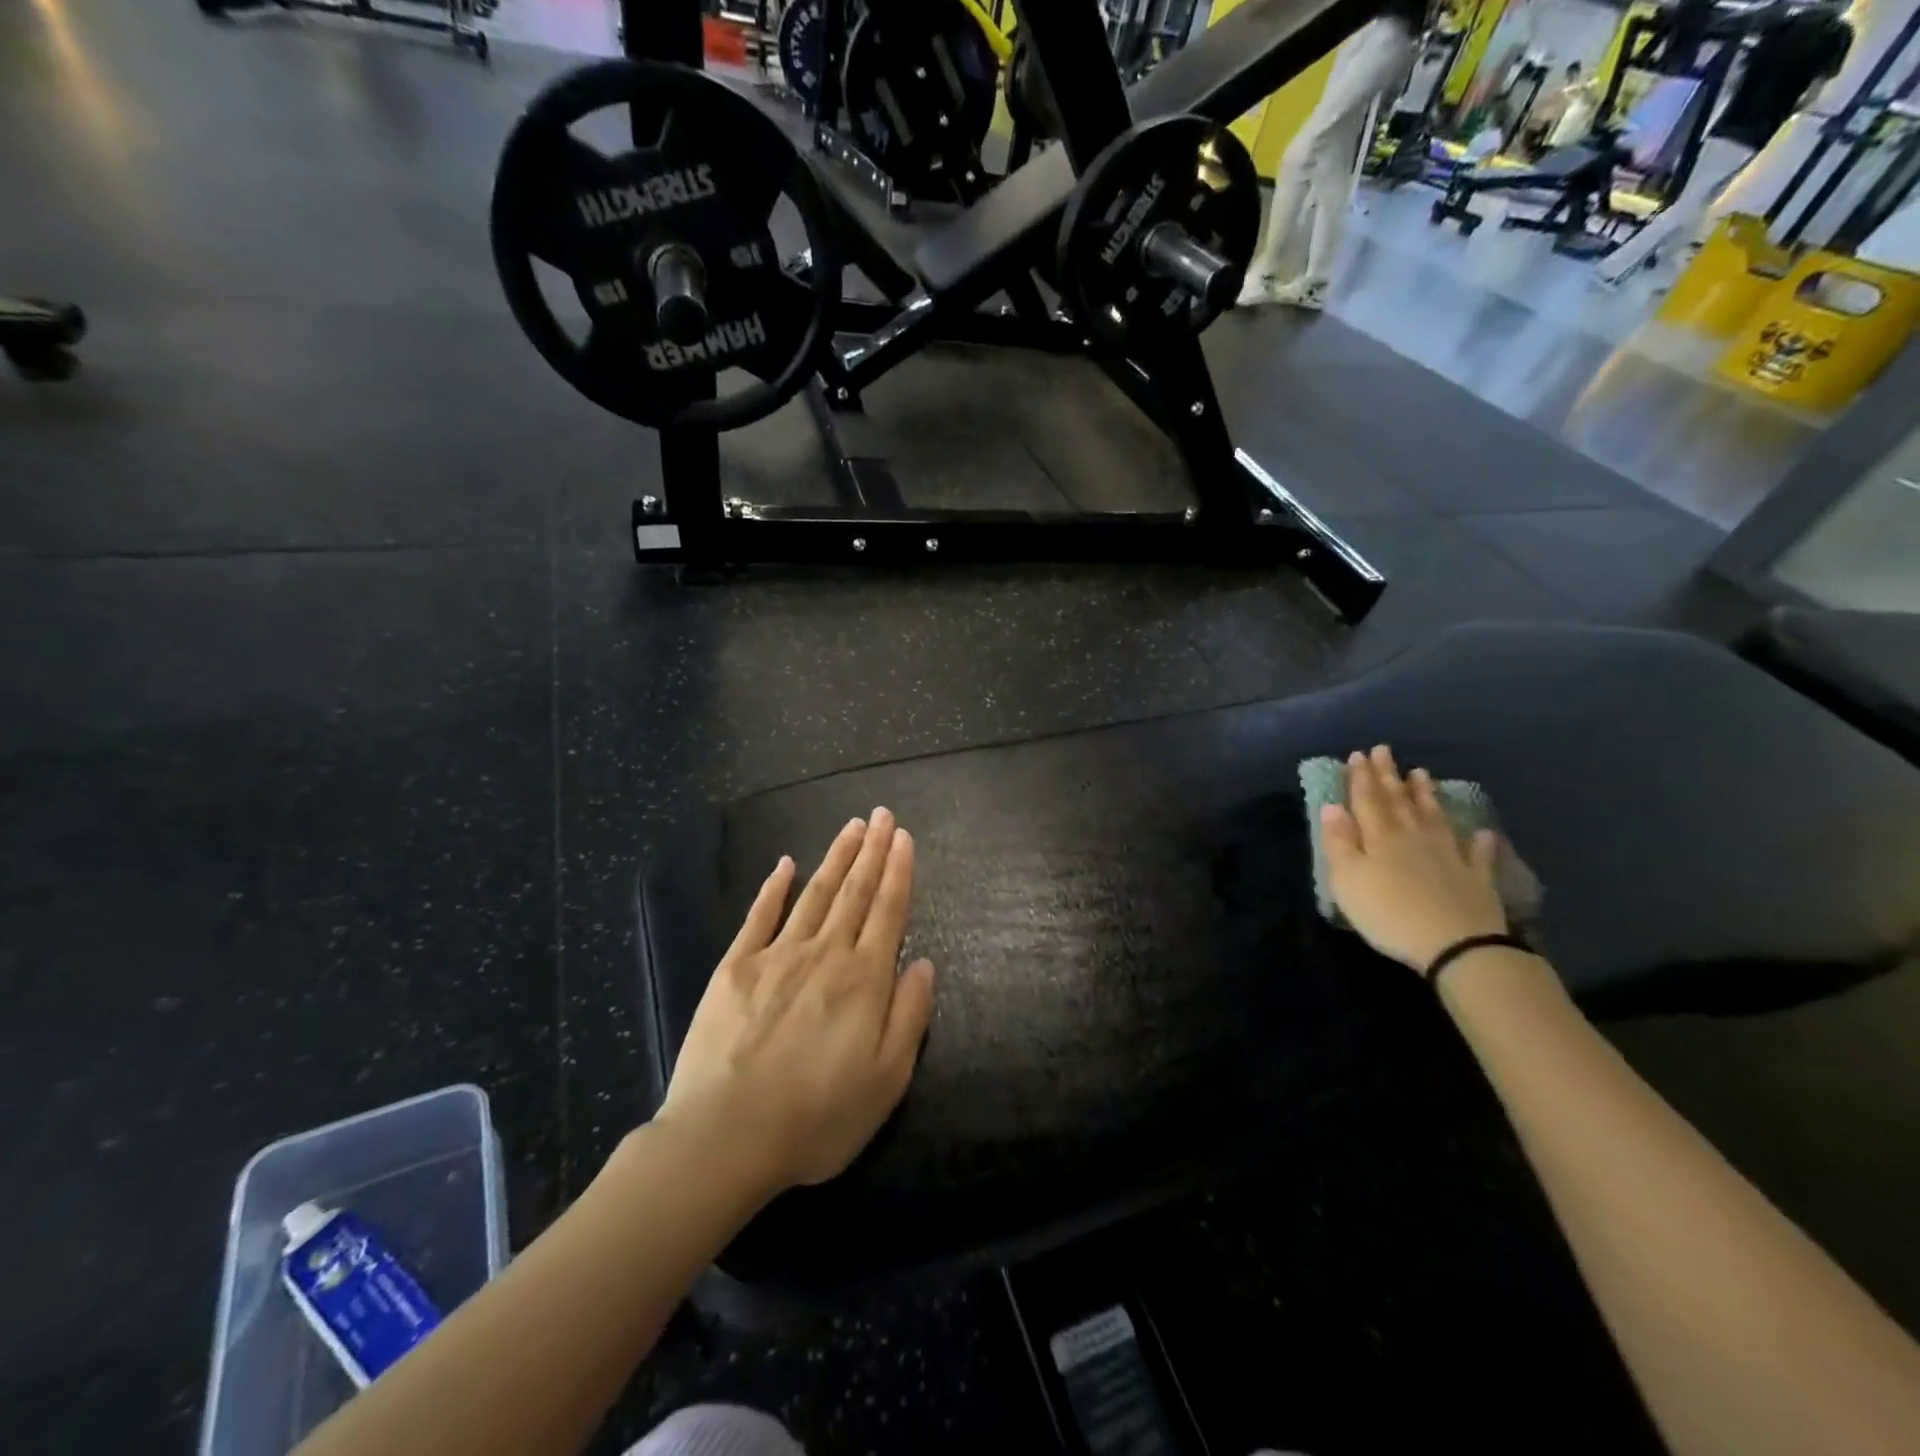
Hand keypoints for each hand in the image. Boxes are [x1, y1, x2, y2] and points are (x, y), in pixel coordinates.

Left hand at [657, 809, 935, 1192]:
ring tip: (852, 827)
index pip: (888, 911)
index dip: (899, 872)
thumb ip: (910, 1016)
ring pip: (815, 894)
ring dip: (836, 858)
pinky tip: (785, 863)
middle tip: (883, 815)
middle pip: (855, 892)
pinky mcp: (735, 968)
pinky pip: (759, 916)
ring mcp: (777, 956)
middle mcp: (825, 954)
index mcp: (864, 980)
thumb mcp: (886, 1080)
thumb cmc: (818, 1116)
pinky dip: (774, 887)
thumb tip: (923, 963)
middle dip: (872, 851)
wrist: (727, 1136)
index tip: (904, 838)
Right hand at [1320, 745, 1507, 974]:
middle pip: (1399, 801)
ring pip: (1434, 817)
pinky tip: (1481, 831)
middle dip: (1389, 775)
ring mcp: (1449, 855)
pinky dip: (1478, 840)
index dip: (1361, 777)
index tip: (1358, 754)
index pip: (1367, 799)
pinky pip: (1477, 853)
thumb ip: (1338, 842)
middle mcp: (1414, 836)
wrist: (1456, 945)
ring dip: (1426, 795)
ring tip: (1422, 774)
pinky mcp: (1476, 878)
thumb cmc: (1387, 912)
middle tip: (1384, 751)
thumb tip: (1332, 806)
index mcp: (1380, 836)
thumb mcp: (1346, 879)